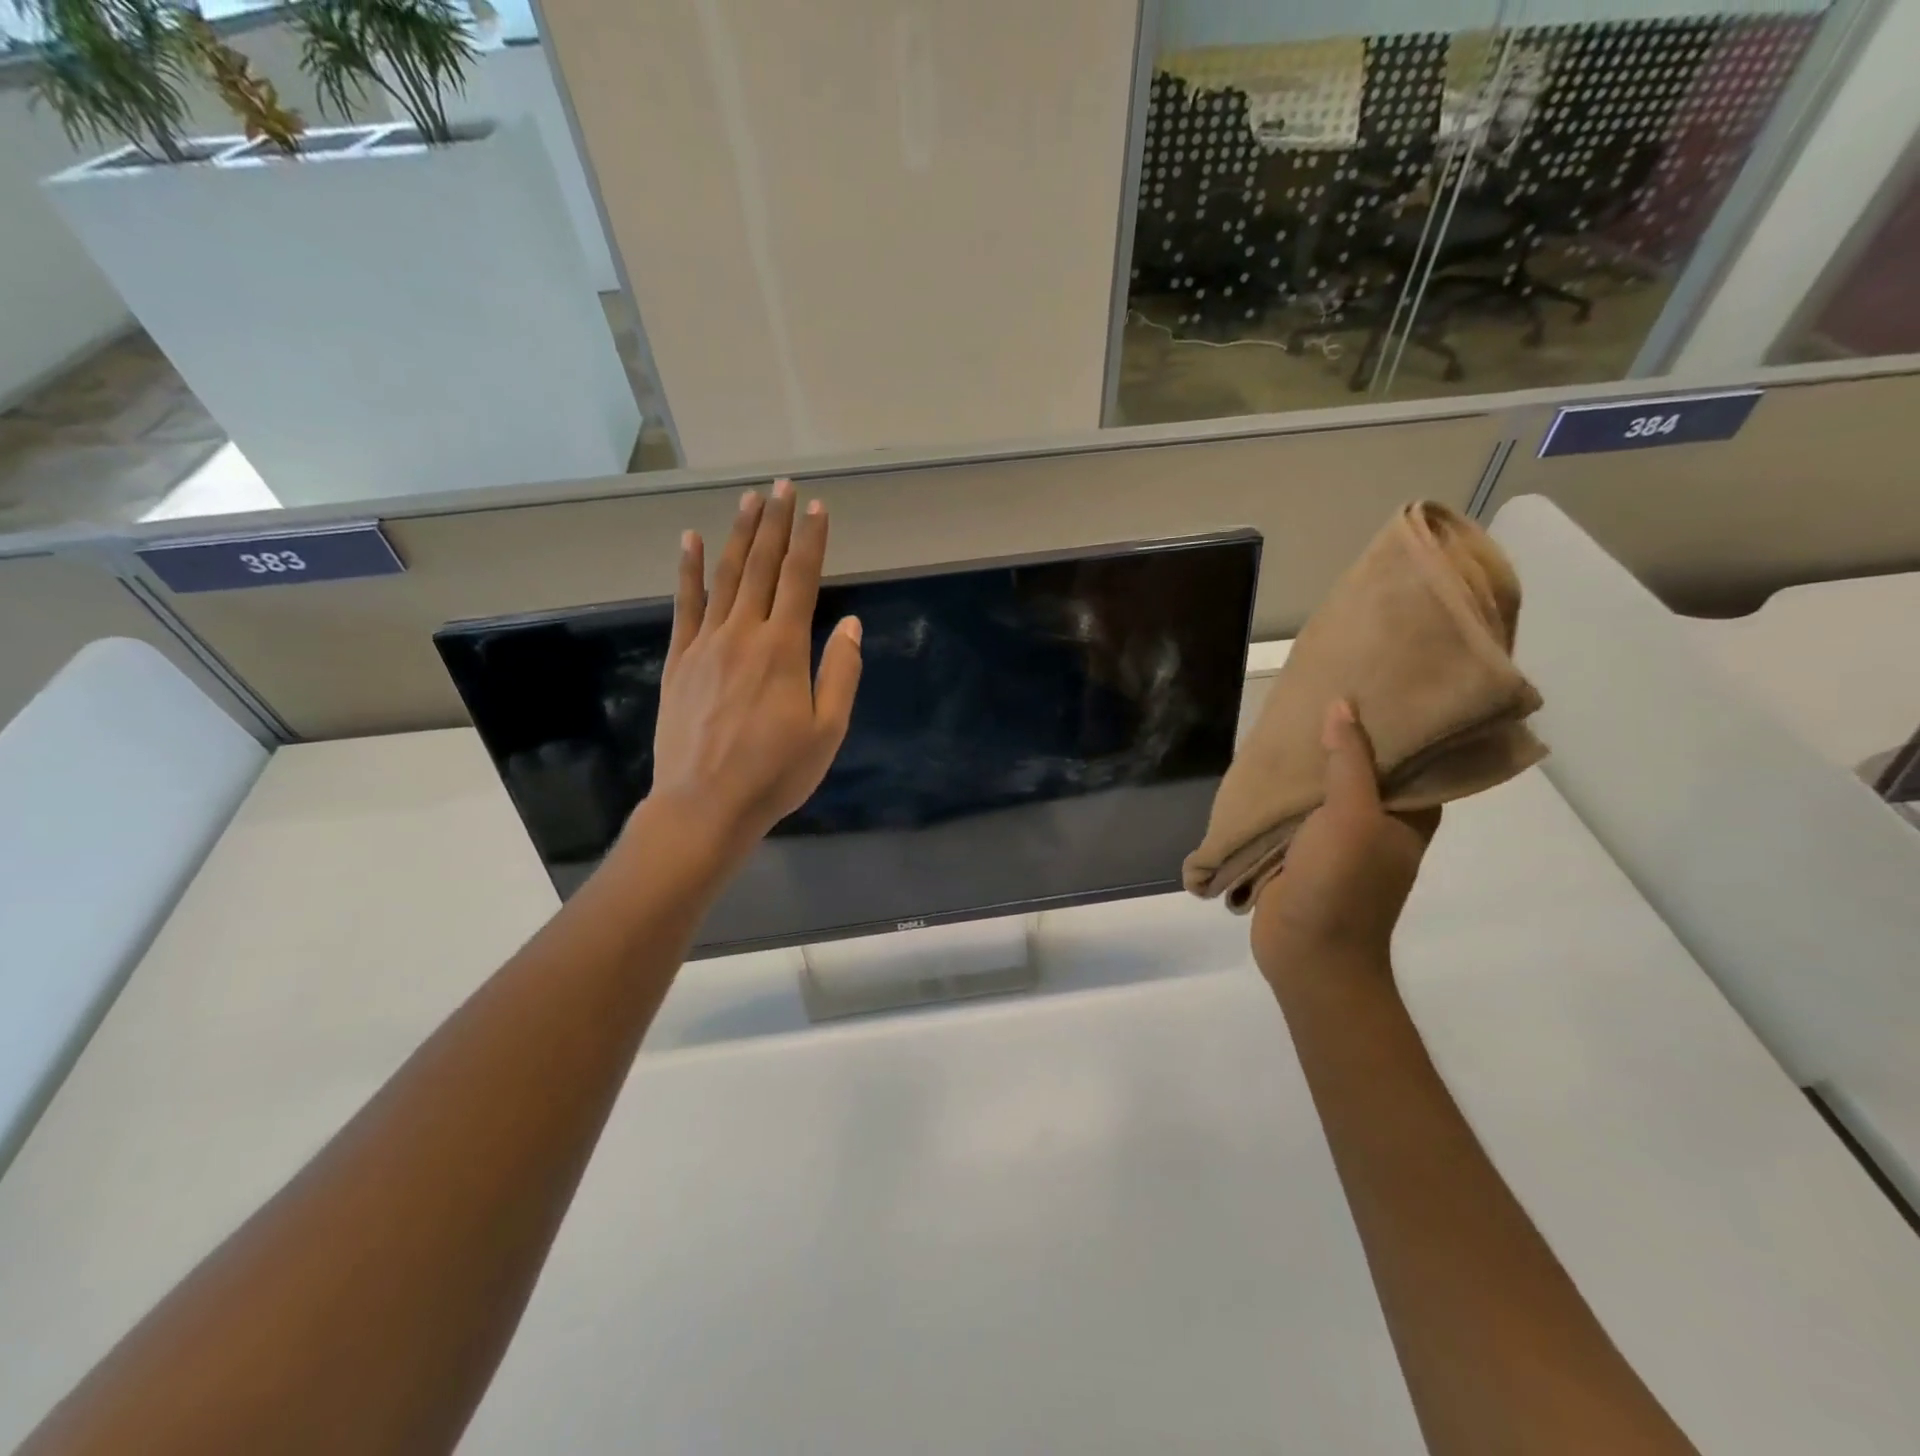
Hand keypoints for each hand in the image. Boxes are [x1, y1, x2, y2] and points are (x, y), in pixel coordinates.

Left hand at [644, 479, 861, 859]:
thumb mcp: (827, 730)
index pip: (800, 581)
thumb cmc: (775, 773)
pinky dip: (687, 570)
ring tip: (748, 499)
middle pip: (760, 567)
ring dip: (737, 534)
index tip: (817, 507)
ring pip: (723, 577)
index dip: (811, 541)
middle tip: (782, 485)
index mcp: (783, 650)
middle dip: (774, 524)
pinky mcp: (678, 660)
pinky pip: (683, 605)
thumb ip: (840, 673)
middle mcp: (743, 634)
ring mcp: (705, 644)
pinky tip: (688, 540)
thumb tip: (849, 625)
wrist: (704, 804)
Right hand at [1252, 700, 1438, 983]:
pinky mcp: (1301, 854)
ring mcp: (1337, 841)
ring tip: (1286, 721)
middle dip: (1341, 737)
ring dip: (1306, 766)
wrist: (1308, 955)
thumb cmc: (1342, 885)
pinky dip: (1282, 794)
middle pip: (1361, 771)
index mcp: (1407, 816)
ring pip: (1322, 792)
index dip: (1395, 723)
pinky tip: (1264, 768)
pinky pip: (1293, 814)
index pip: (1410, 759)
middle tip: (1320, 691)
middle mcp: (1377, 824)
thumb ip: (1348, 762)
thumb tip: (1342, 705)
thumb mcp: (1351, 817)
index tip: (1375, 683)